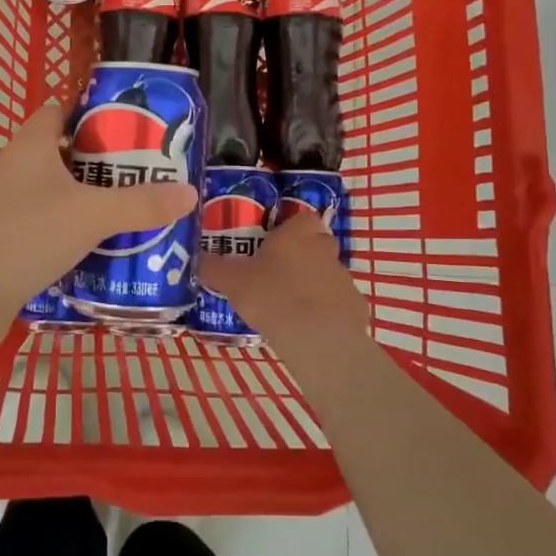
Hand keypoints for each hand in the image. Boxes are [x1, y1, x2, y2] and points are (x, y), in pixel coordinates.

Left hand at [0, 101, 196, 329]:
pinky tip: (103, 247)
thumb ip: (140, 204)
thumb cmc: (26, 234)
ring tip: (135, 210)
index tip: (132, 125)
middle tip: (147, 172)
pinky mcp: (6, 238)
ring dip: (91, 199)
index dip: (94, 111)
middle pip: (66, 152)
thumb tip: (190, 192)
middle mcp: (17, 167)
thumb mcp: (91, 215)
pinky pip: (49, 224)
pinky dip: (74, 230)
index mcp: (32, 144)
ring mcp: (8, 204)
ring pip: (59, 192)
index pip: (61, 108)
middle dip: (104, 162)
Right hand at [198, 212, 367, 350]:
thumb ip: (214, 268)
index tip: (275, 244)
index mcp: (296, 235)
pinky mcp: (356, 307)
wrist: (316, 338)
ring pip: (329, 274)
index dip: (291, 228)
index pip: (302, 218)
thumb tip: (199, 259)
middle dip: (304, 255)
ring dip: (315, 284)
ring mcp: (344, 279)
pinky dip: (328, 312)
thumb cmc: (271, 297)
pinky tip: (310, 328)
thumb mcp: (232, 281)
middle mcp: (324, 249)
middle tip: (280, 275)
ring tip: (292, 307)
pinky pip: (340, 304)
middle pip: (318, 243)